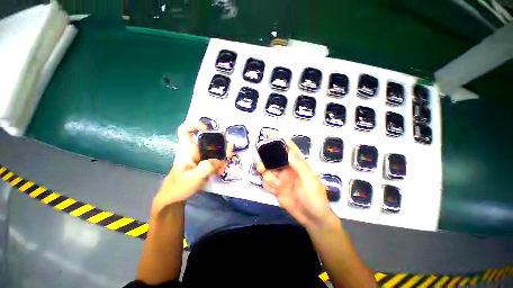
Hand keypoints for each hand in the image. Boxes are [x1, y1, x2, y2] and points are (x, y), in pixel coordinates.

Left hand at [153, 122, 232, 210]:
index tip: (208, 130)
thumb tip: (221, 160)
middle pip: (208, 140)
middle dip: (221, 145)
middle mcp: (194, 150)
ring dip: (223, 156)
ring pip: (214, 150)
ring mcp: (200, 157)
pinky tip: (221, 171)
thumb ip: (207, 167)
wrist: (175, 198)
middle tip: (229, 153)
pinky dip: (220, 163)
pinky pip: (215, 159)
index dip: (195, 125)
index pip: (185, 130)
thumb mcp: (193, 177)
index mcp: (187, 149)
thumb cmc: (179, 186)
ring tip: (224, 166)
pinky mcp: (204, 163)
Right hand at [257, 139, 333, 228]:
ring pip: (267, 171)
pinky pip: (266, 182)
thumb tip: (289, 150)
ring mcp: (281, 179)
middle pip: (273, 158)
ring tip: (274, 183)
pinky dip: (267, 185)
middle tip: (262, 167)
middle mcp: (287, 169)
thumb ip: (299, 165)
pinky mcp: (276, 188)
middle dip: (266, 160)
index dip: (279, 140)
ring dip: (267, 176)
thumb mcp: (309, 180)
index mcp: (297, 164)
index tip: (268, 135)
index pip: (288, 148)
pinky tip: (274, 190)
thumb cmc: (315, 197)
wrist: (312, 219)